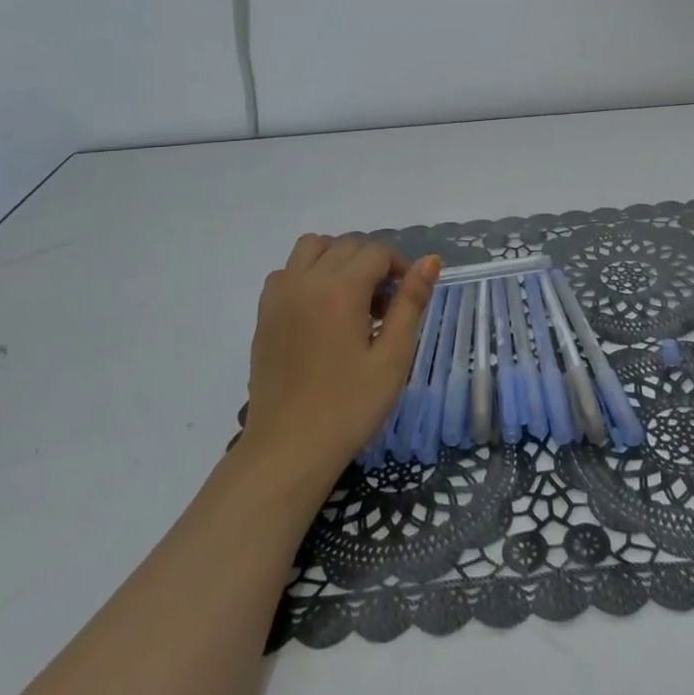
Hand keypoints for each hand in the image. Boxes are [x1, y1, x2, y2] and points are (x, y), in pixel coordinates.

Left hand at [241, 235, 440, 480]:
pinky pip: (286, 271)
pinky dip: (307, 274)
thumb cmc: (349, 408)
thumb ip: (410, 303)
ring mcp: (279, 295)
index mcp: (340, 290)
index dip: (400, 266)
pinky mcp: (264, 314)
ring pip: (311, 247)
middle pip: (345, 244)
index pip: (376, 252)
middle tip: (385, 306)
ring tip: (352, 297)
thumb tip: (430, 261)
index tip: (409, 297)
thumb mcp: (392, 358)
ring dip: (337, 258)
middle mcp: (305, 280)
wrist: (288, 449)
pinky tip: (319, 310)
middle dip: (372, 262)